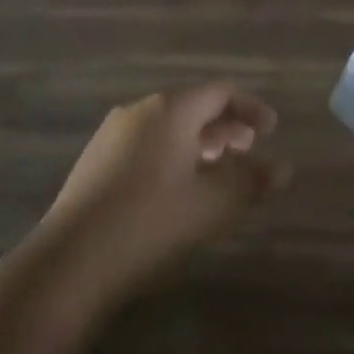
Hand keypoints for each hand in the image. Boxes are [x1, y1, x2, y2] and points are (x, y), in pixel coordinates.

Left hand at [38, 85, 289, 303]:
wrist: (71, 262)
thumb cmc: (151, 223)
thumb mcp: (212, 205)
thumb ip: (251, 182)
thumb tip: (283, 167)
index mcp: (170, 109)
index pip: (219, 92)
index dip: (250, 108)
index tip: (271, 130)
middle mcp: (140, 110)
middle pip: (192, 106)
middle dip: (224, 126)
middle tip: (247, 150)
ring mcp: (112, 134)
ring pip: (168, 126)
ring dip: (198, 142)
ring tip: (216, 170)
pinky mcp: (95, 160)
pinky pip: (146, 143)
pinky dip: (172, 154)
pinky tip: (177, 189)